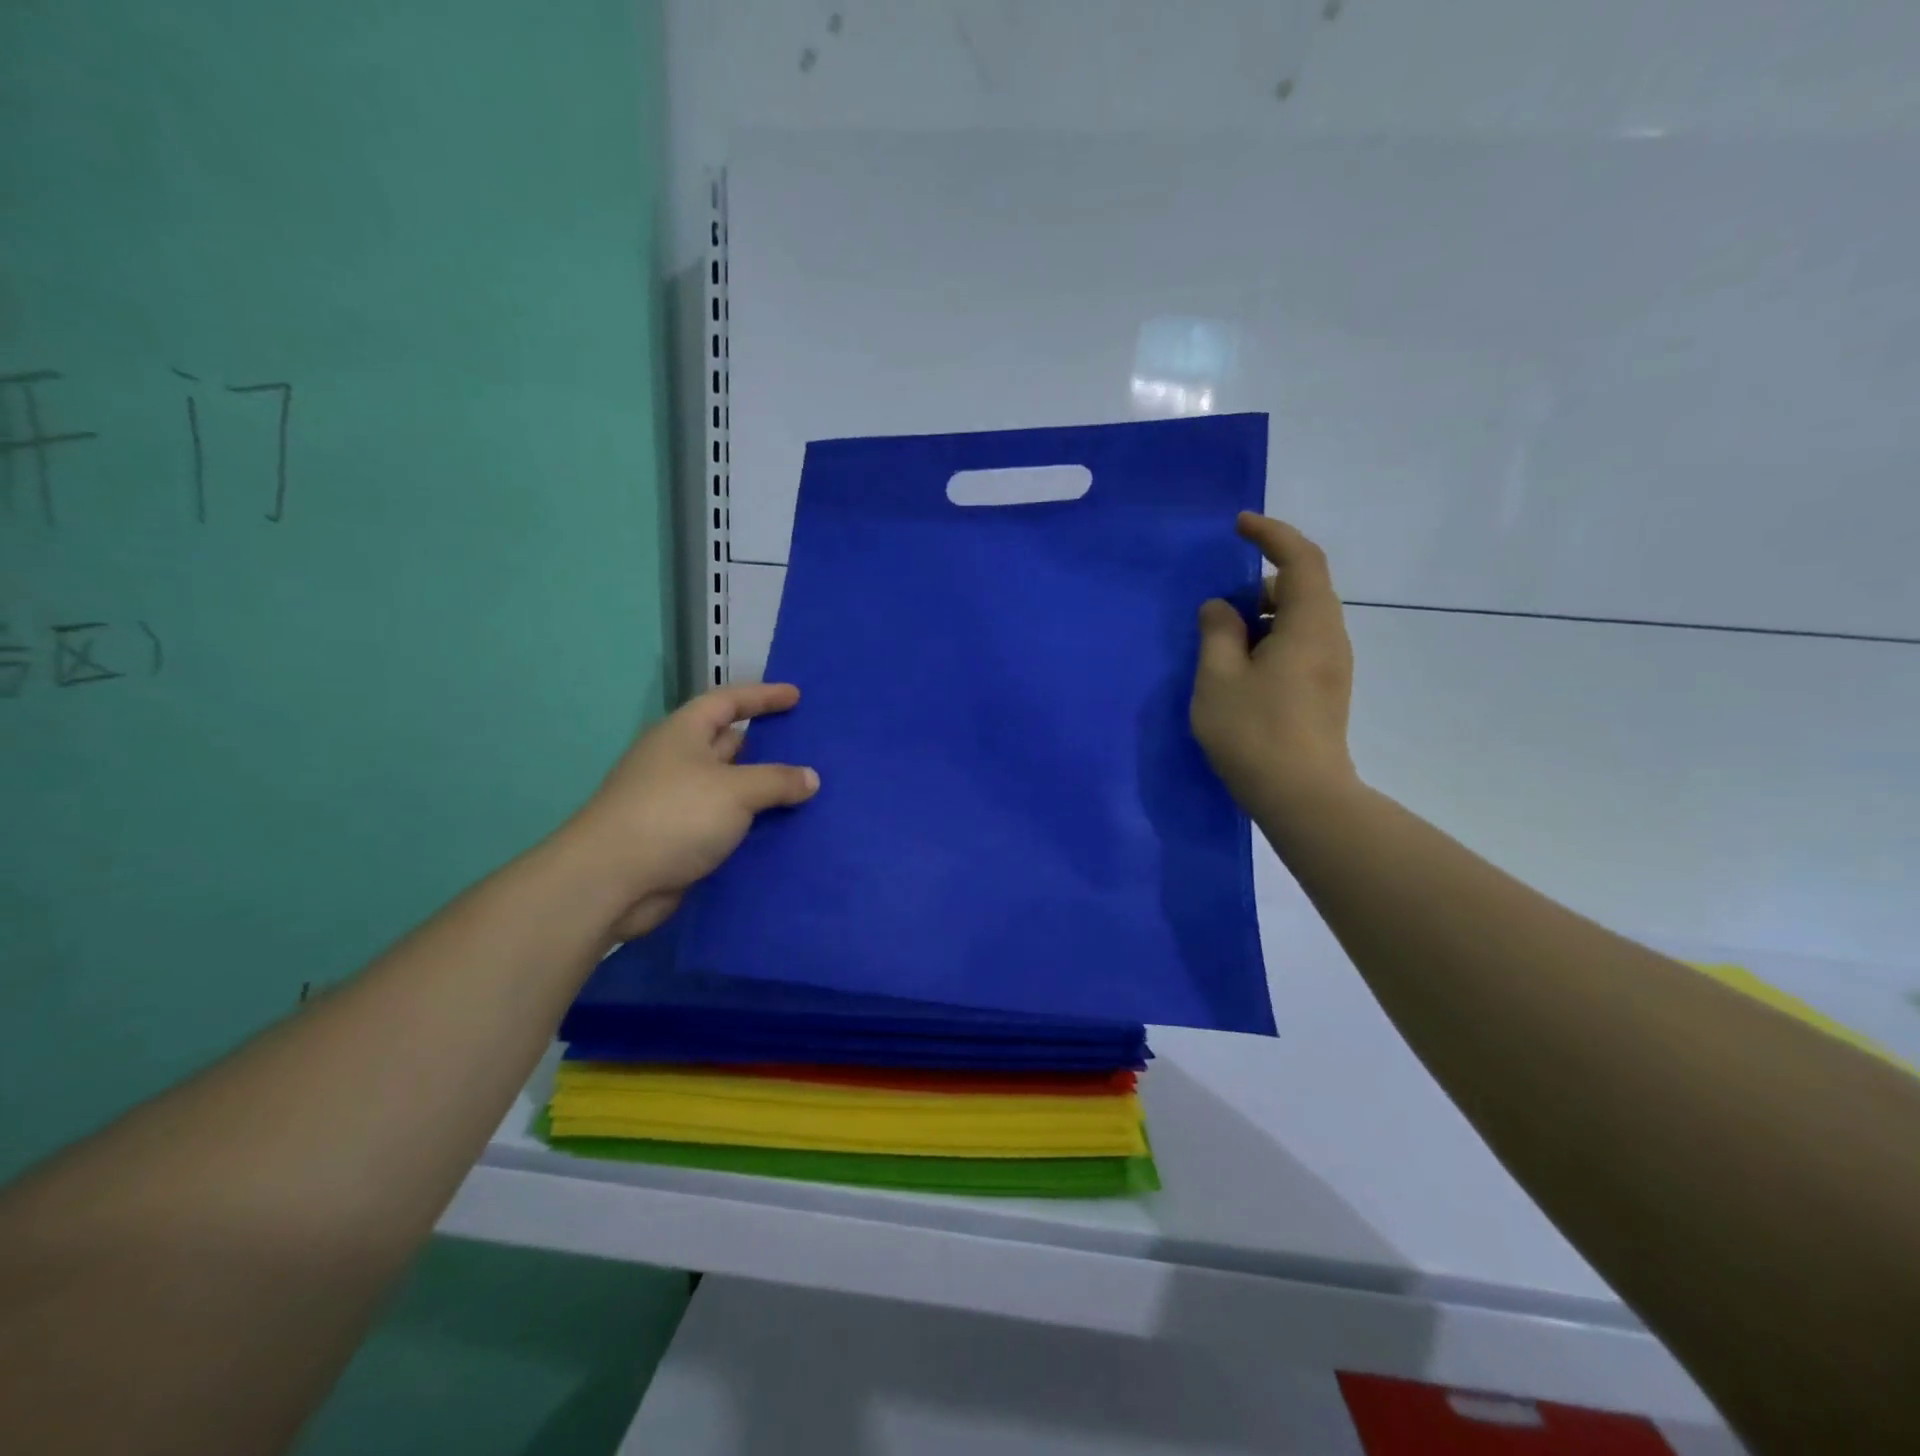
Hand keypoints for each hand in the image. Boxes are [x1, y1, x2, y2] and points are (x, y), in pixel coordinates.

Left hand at [569, 683, 819, 940]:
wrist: (611, 881)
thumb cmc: (674, 816)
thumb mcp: (736, 790)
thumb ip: (777, 780)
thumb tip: (811, 778)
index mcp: (683, 733)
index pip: (728, 701)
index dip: (763, 696)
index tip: (796, 696)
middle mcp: (678, 762)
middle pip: (728, 744)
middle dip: (766, 746)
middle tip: (809, 749)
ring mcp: (676, 802)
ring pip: (729, 788)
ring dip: (762, 791)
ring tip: (806, 792)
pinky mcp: (678, 839)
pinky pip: (724, 823)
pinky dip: (750, 824)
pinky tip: (782, 831)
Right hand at [1191, 513, 1357, 816]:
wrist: (1302, 796)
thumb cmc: (1255, 732)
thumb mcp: (1218, 678)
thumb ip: (1216, 633)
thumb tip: (1220, 609)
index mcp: (1309, 625)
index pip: (1300, 559)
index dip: (1272, 535)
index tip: (1239, 526)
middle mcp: (1330, 638)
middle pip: (1301, 589)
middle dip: (1259, 587)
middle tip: (1217, 612)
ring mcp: (1332, 666)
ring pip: (1298, 621)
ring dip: (1261, 620)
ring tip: (1221, 649)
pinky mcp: (1325, 690)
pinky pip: (1298, 646)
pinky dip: (1269, 642)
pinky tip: (1240, 674)